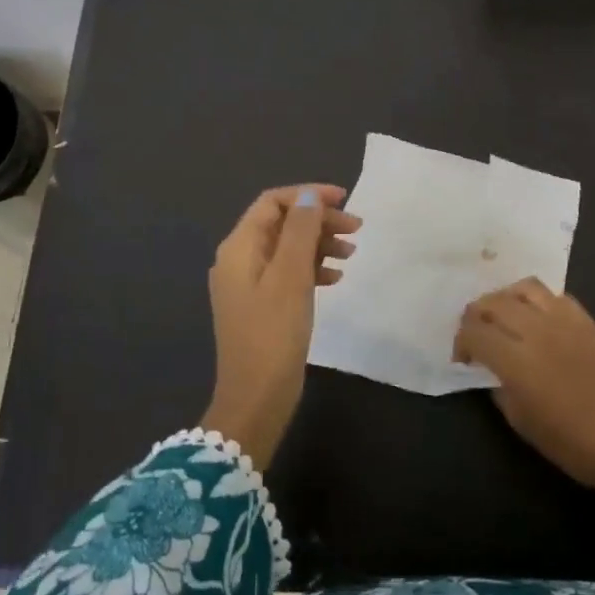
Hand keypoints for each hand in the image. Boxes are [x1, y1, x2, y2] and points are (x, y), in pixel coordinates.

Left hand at [199, 184, 360, 468]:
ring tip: (351, 253)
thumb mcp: (290, 276)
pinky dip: (312, 268)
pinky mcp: (261, 305)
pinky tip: (335, 278)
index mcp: (239, 247)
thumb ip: (300, 231)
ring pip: (287, 248)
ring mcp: (248, 284)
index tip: (344, 200)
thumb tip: (308, 197)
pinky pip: (288, 273)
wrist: (256, 398)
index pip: (273, 202)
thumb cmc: (273, 333)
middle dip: (318, 221)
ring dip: (319, 244)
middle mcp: (239, 259)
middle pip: (282, 224)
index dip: (307, 195)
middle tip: (356, 229)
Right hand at [455, 278, 594, 515]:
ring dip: (505, 299)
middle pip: (493, 302)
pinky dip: (537, 301)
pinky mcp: (586, 320)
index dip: (461, 341)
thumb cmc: (572, 443)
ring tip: (504, 316)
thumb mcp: (522, 423)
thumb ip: (499, 388)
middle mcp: (537, 330)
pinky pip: (554, 295)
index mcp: (517, 360)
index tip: (463, 357)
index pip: (474, 332)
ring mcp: (564, 320)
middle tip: (476, 333)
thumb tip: (491, 369)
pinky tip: (537, 318)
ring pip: (523, 288)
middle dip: (476, 315)